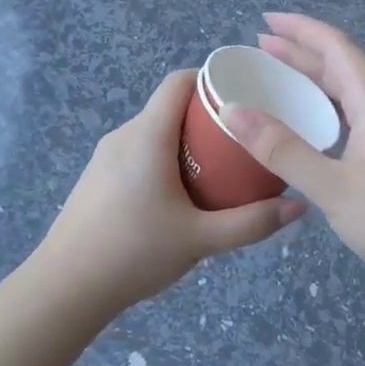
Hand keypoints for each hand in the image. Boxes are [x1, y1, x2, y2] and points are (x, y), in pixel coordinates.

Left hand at [36, 70, 306, 314]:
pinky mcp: (96, 177)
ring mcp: (104, 156)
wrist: (65, 287)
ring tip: (218, 167)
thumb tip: (299, 205)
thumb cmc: (134, 252)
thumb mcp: (201, 239)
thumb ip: (252, 223)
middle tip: (242, 140)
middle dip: (207, 116)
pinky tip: (180, 193)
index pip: (178, 82)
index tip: (245, 95)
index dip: (212, 78)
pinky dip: (164, 157)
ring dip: (185, 140)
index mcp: (147, 136)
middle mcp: (123, 135)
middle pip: (169, 107)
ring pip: (153, 131)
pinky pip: (138, 151)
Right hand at [225, 13, 364, 301]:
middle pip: (347, 67)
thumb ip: (283, 151)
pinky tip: (324, 127)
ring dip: (320, 80)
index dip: (302, 29)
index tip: (266, 21)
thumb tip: (234, 112)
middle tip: (262, 49)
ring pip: (358, 92)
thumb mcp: (333, 189)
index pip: (338, 48)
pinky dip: (335, 107)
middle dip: (304, 52)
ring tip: (284, 81)